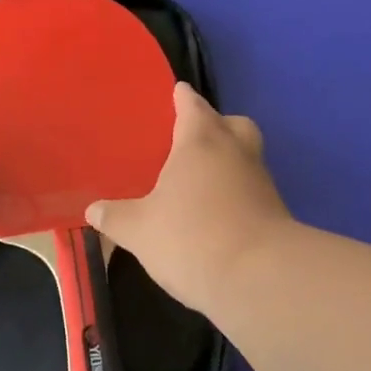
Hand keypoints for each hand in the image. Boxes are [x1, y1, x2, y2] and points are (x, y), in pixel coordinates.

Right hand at [87, 83, 293, 314]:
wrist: (259, 279)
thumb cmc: (191, 238)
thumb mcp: (139, 230)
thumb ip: (115, 217)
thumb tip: (93, 210)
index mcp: (201, 142)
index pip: (192, 106)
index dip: (183, 98)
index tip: (177, 91)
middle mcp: (236, 152)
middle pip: (232, 124)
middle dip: (215, 124)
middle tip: (193, 138)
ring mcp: (261, 182)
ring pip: (246, 156)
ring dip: (228, 161)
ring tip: (200, 180)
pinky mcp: (276, 213)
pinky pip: (252, 190)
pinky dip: (236, 193)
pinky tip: (216, 213)